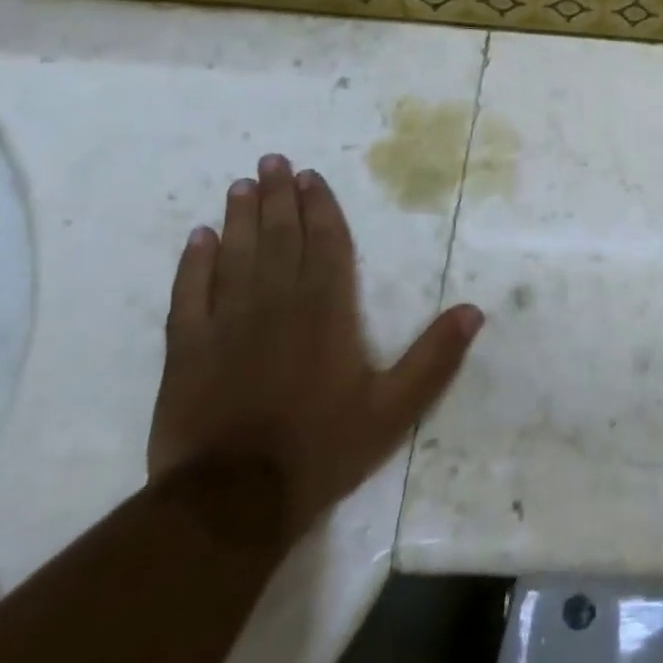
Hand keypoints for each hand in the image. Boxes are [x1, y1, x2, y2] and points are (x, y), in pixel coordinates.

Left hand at [148, 154, 482, 539]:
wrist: (232, 501)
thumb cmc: (321, 449)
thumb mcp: (394, 409)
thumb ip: (434, 358)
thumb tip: (475, 310)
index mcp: (327, 312)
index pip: (325, 245)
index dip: (320, 208)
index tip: (310, 177)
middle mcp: (277, 304)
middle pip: (279, 238)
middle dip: (278, 198)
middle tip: (271, 161)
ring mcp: (227, 323)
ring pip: (236, 255)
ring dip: (241, 218)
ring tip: (242, 185)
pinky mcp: (187, 349)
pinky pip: (189, 293)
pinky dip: (194, 263)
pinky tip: (198, 238)